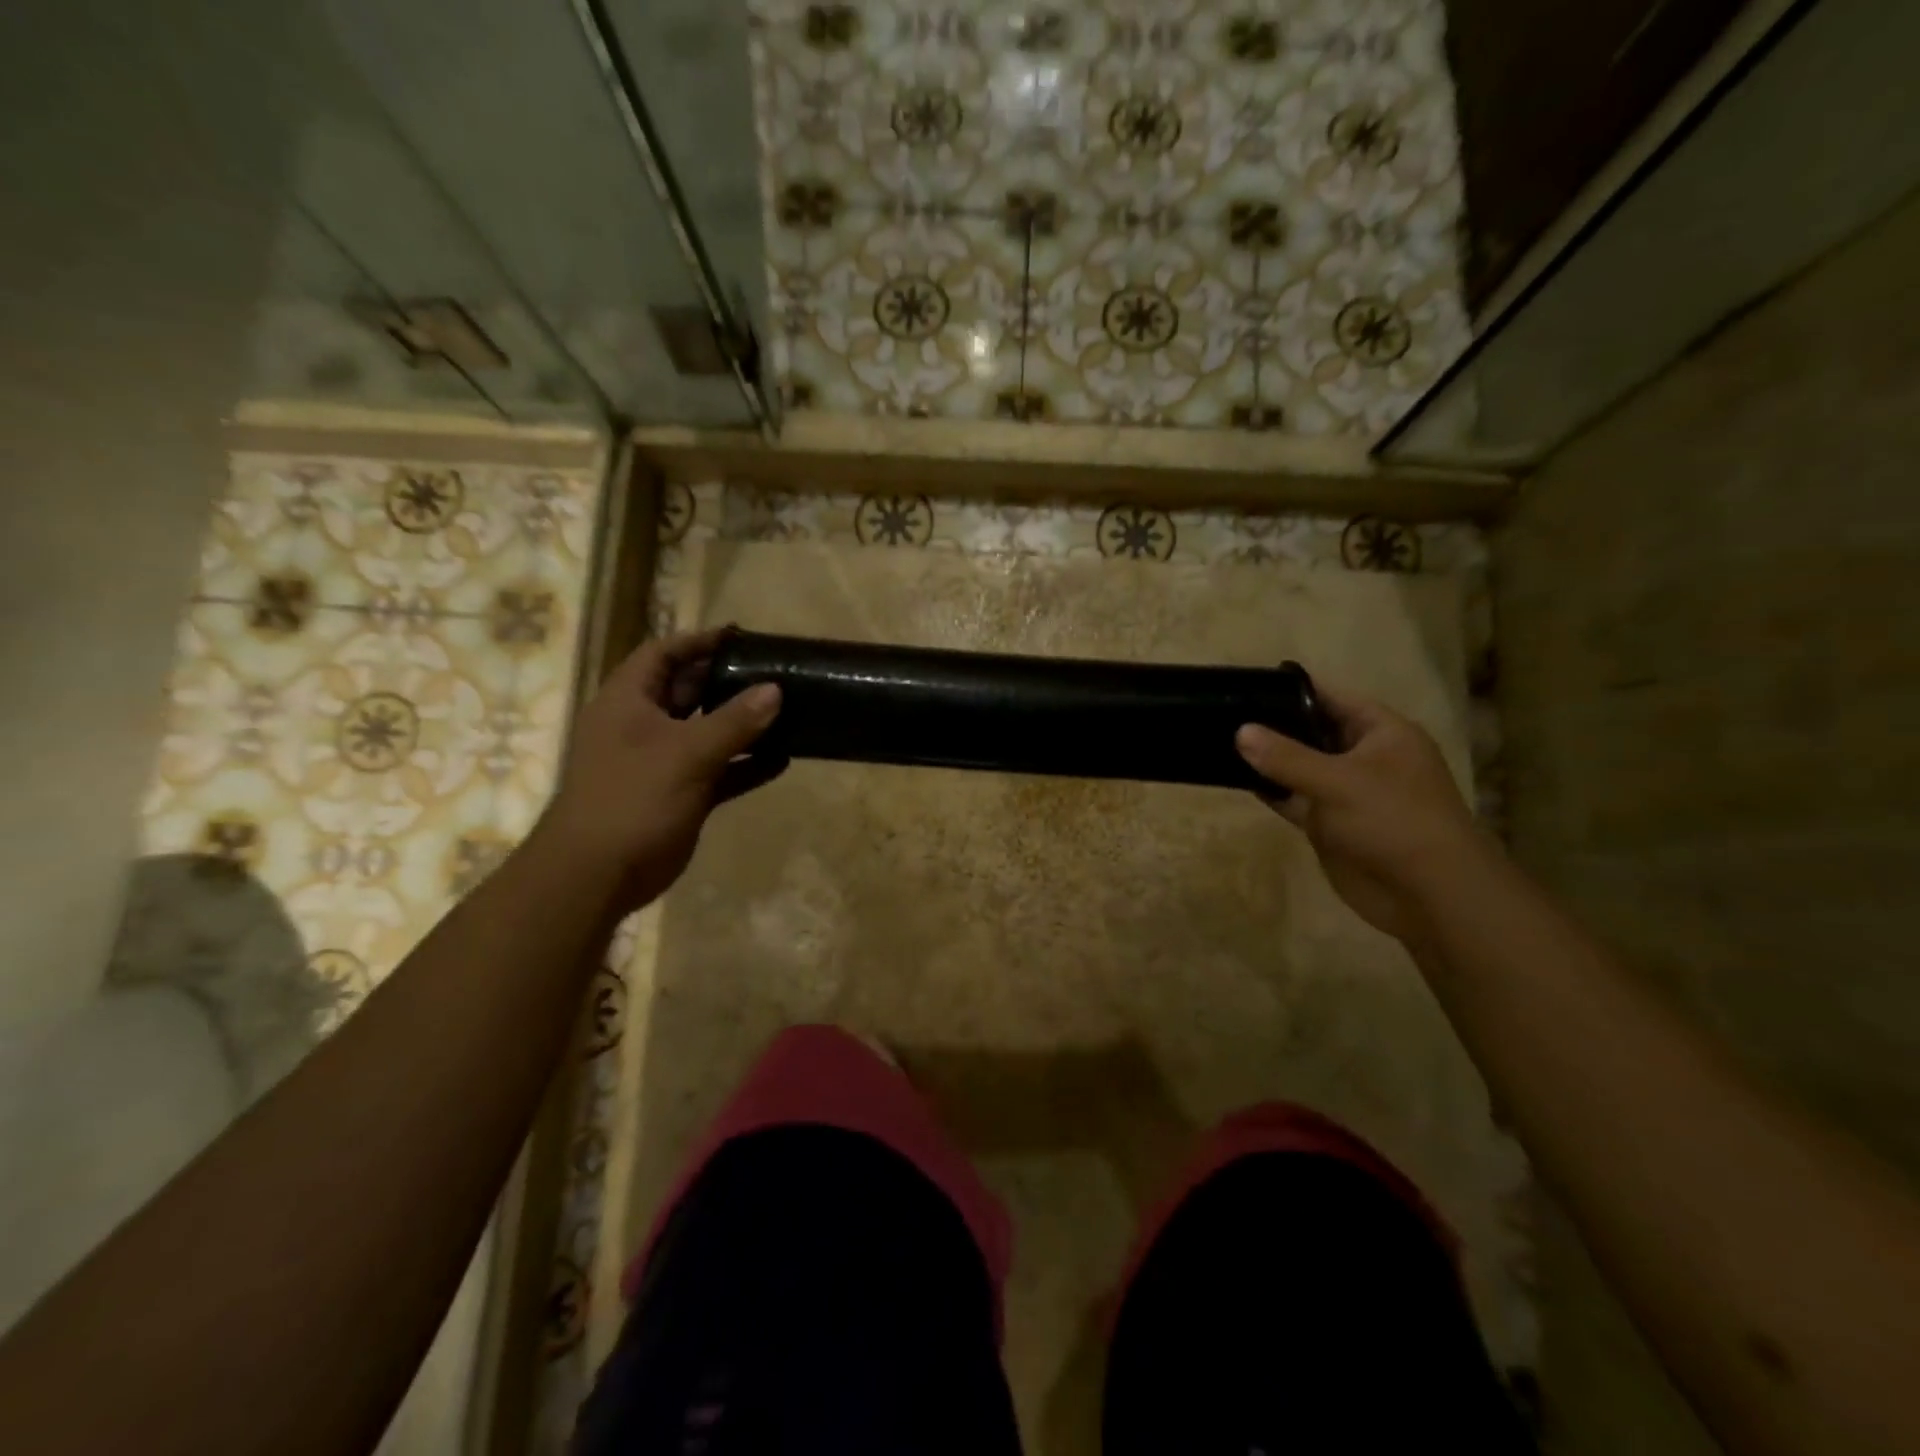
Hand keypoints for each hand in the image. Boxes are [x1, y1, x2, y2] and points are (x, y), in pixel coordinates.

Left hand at [537, 627, 783, 908]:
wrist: (598, 875)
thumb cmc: (632, 798)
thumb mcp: (686, 753)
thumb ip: (733, 721)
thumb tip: (775, 690)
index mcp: (628, 701)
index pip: (663, 654)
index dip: (699, 641)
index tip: (741, 636)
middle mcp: (643, 725)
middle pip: (688, 690)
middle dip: (728, 681)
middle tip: (773, 673)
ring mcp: (661, 762)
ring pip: (707, 732)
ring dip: (742, 725)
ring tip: (787, 712)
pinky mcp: (680, 794)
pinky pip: (718, 771)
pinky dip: (746, 766)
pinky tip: (782, 761)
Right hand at [1235, 688, 1494, 943]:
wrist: (1427, 894)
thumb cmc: (1394, 821)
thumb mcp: (1338, 781)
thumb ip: (1286, 756)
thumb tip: (1241, 732)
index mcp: (1382, 733)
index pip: (1333, 698)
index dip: (1294, 689)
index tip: (1249, 684)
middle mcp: (1364, 757)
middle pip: (1313, 731)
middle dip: (1274, 724)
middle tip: (1225, 712)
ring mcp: (1346, 792)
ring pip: (1299, 767)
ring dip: (1268, 759)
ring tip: (1221, 740)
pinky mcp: (1329, 823)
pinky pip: (1293, 799)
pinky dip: (1270, 791)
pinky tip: (1237, 779)